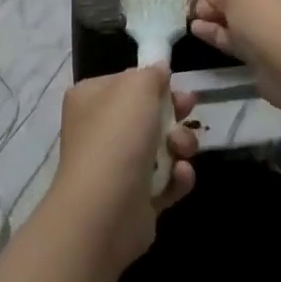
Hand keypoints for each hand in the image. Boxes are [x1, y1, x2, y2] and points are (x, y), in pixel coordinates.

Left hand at [48, 67, 198, 272]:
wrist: (105, 210)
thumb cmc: (118, 137)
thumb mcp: (137, 87)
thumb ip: (152, 73)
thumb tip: (159, 70)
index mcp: (90, 99)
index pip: (126, 81)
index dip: (153, 82)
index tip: (175, 84)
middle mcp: (99, 130)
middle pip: (146, 113)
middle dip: (174, 112)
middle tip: (189, 110)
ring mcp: (116, 166)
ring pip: (161, 146)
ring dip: (181, 144)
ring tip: (182, 149)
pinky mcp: (135, 199)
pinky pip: (165, 180)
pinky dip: (177, 178)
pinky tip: (180, 176)